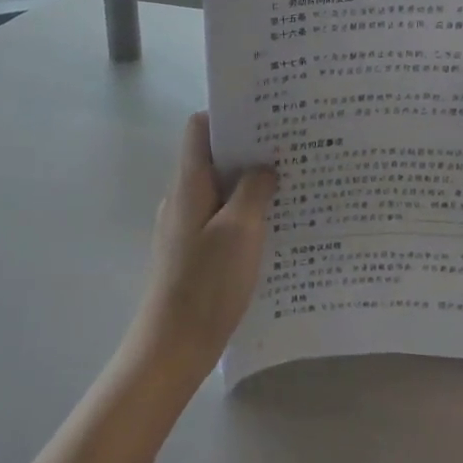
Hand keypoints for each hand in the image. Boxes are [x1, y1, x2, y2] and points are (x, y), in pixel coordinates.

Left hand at [127, 113, 277, 382]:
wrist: (172, 347)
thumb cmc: (207, 283)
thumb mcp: (240, 230)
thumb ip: (254, 190)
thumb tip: (264, 166)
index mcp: (189, 183)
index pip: (200, 128)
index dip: (229, 115)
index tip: (266, 116)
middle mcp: (182, 197)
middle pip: (213, 157)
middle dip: (249, 150)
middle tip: (290, 149)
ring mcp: (185, 225)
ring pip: (220, 189)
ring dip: (250, 184)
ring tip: (289, 184)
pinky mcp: (192, 251)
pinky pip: (220, 217)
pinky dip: (244, 213)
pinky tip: (272, 227)